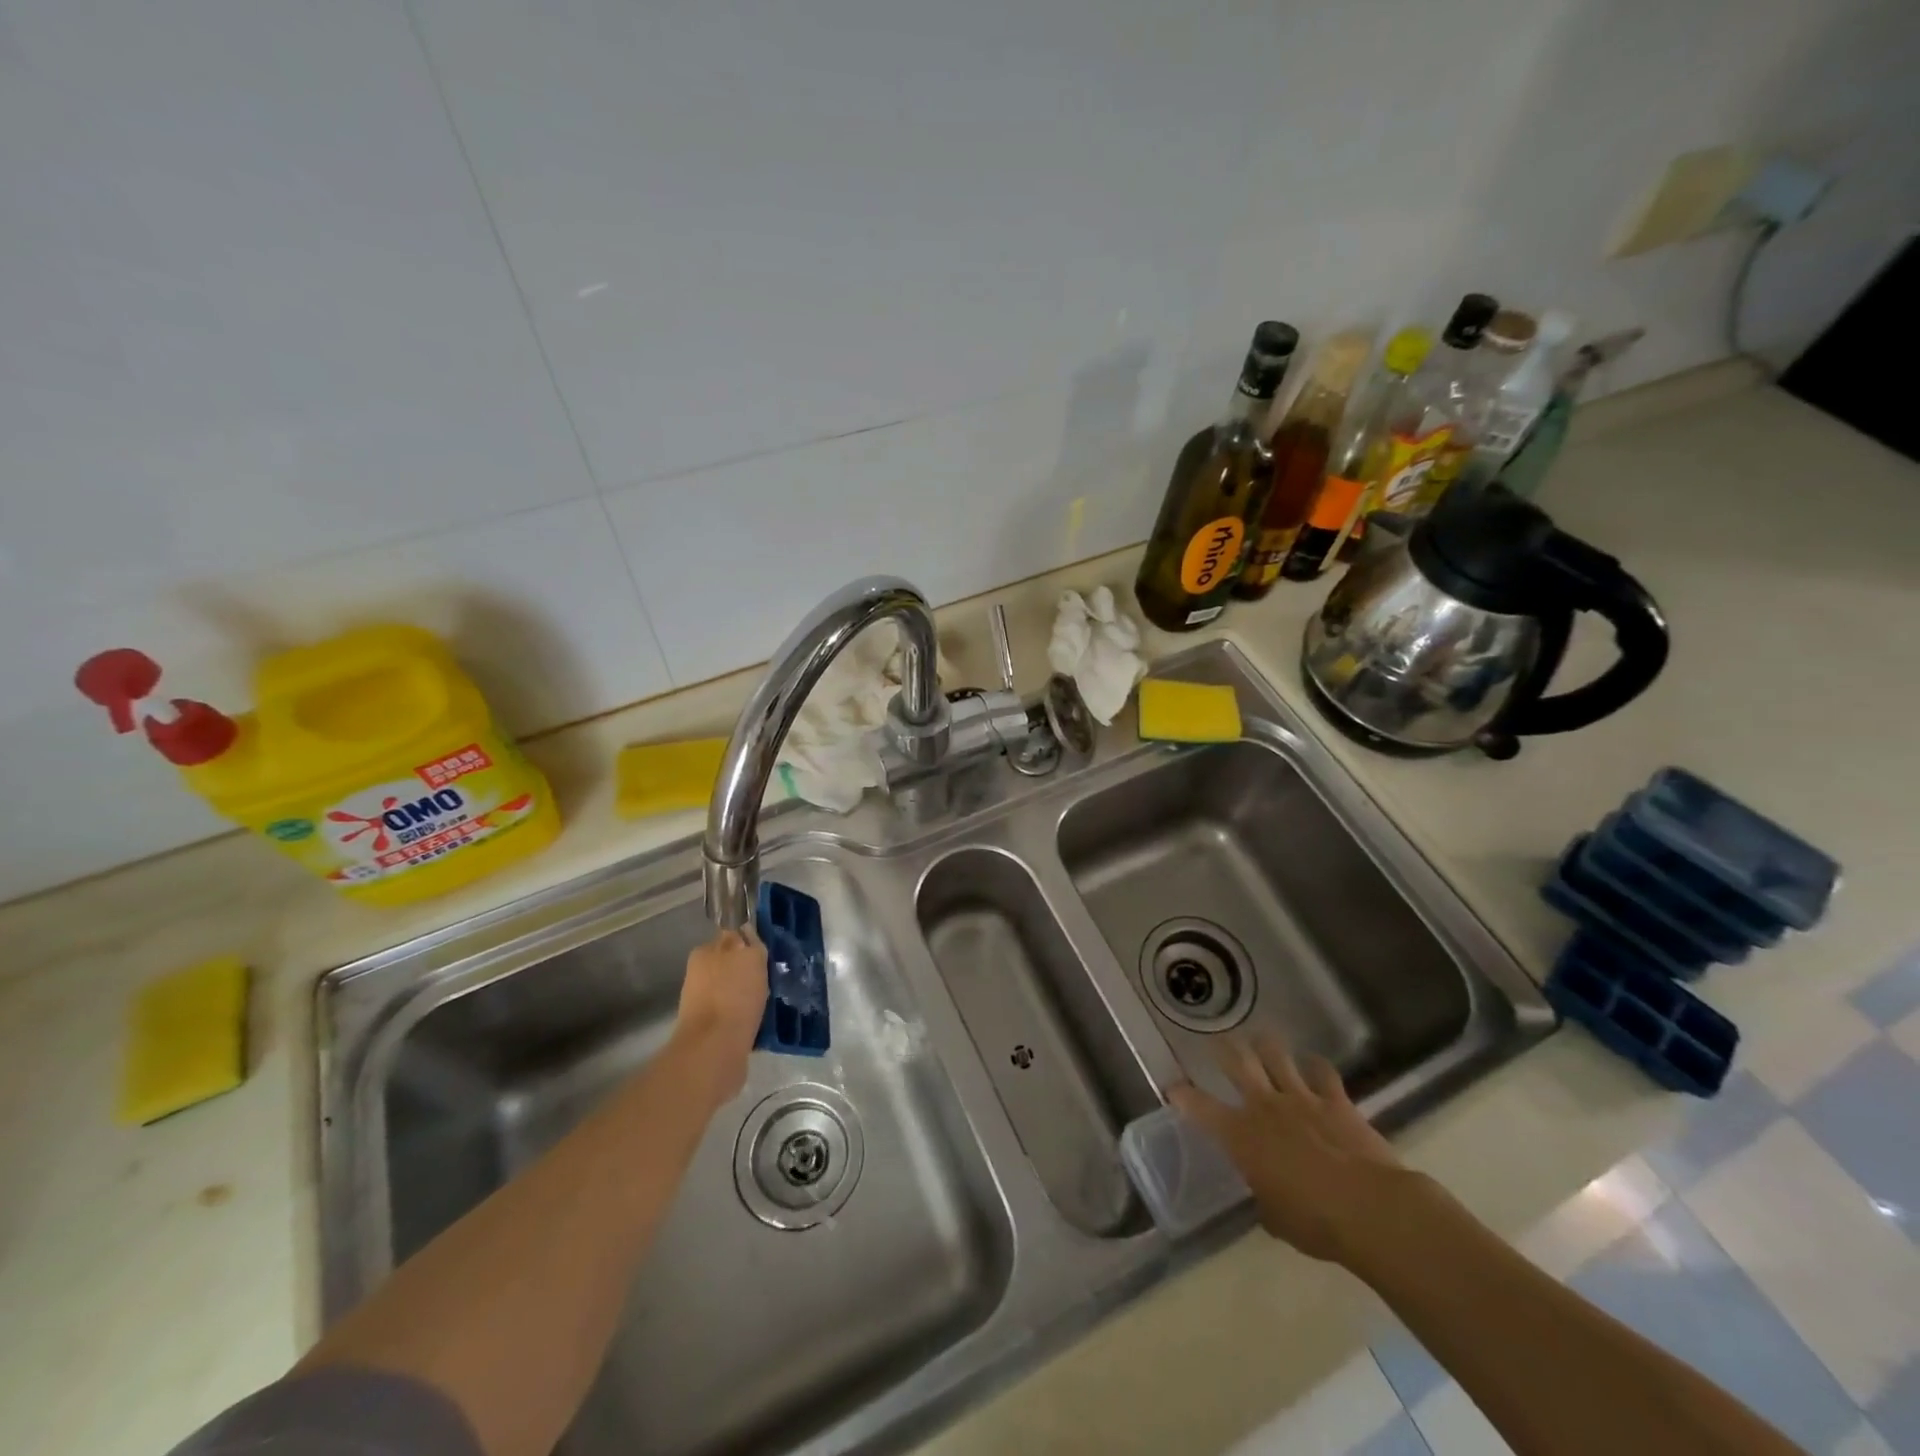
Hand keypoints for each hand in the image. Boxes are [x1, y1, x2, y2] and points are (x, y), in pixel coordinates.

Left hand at [670, 930, 766, 1106]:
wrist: (714, 1050)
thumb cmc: (734, 995)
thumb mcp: (750, 957)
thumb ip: (750, 941)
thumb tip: (747, 930)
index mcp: (704, 953)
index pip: (730, 937)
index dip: (749, 944)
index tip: (768, 953)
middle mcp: (699, 976)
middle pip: (731, 966)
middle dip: (749, 971)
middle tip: (774, 978)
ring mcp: (703, 1005)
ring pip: (733, 992)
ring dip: (750, 996)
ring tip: (772, 1003)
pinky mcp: (711, 1032)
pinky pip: (735, 1017)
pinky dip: (747, 1019)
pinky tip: (764, 1024)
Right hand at [1169, 1037, 1411, 1265]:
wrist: (1369, 1209)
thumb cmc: (1314, 1222)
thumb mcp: (1275, 1218)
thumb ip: (1263, 1195)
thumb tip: (1265, 1192)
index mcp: (1241, 1136)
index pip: (1200, 1107)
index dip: (1183, 1095)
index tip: (1173, 1088)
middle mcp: (1264, 1106)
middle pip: (1237, 1062)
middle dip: (1223, 1048)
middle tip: (1217, 1041)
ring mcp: (1300, 1098)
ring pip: (1275, 1055)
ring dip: (1265, 1045)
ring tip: (1260, 1039)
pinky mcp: (1335, 1100)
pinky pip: (1322, 1072)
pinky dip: (1315, 1065)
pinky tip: (1313, 1063)